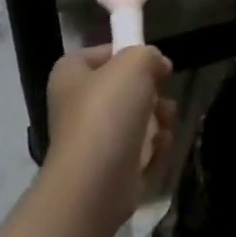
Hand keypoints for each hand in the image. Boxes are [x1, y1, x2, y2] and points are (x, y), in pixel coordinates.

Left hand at [46, 45, 177, 226]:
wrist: (95, 184)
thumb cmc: (107, 112)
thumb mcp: (134, 63)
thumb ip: (148, 54)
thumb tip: (156, 65)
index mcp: (71, 75)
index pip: (101, 53)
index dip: (128, 52)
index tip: (152, 61)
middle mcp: (77, 105)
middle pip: (123, 87)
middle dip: (151, 90)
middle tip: (161, 92)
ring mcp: (93, 139)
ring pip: (135, 117)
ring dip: (158, 117)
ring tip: (165, 121)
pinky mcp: (109, 167)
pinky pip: (138, 148)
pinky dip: (153, 146)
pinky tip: (159, 147)